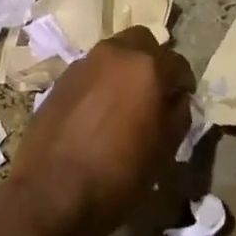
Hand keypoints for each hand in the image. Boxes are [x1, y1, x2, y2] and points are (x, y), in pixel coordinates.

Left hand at [4, 26, 194, 235]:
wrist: (51, 192)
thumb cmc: (118, 174)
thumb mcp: (163, 151)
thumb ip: (178, 116)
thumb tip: (177, 100)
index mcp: (147, 67)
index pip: (177, 63)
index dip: (184, 83)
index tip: (183, 100)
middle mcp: (116, 53)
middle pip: (143, 42)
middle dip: (153, 62)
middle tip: (154, 92)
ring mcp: (85, 62)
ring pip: (115, 52)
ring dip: (125, 68)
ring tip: (125, 101)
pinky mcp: (62, 77)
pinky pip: (91, 69)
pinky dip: (101, 80)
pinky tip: (99, 110)